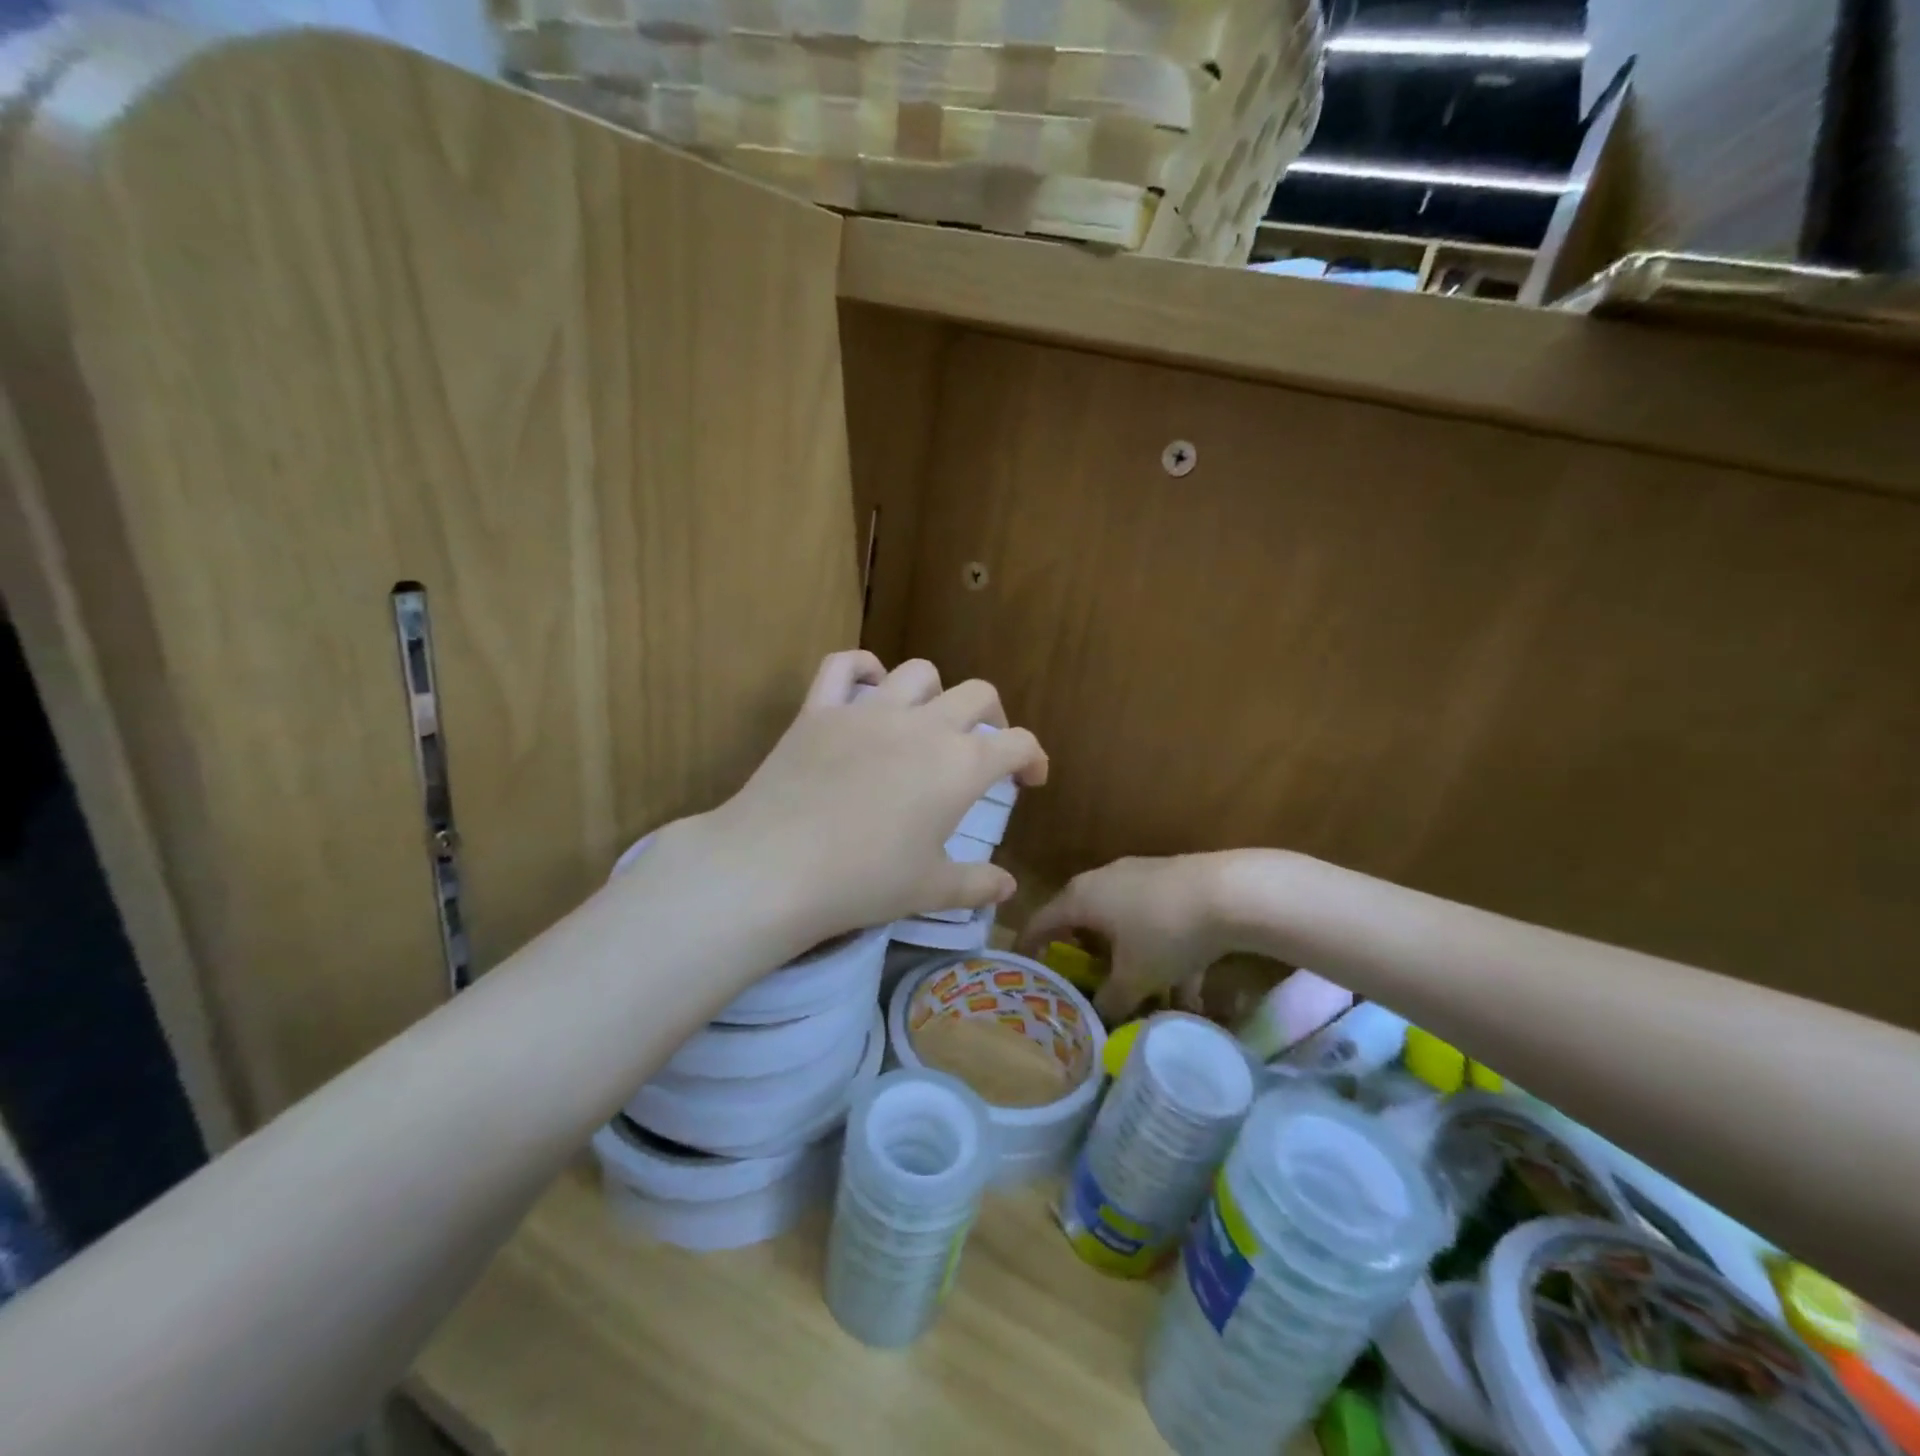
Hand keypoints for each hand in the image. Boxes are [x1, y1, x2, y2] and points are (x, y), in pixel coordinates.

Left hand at [671, 652, 1046, 949]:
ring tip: (927, 721)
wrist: (776, 866)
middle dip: (992, 718)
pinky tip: (868, 686)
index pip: (1017, 744)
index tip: (1029, 779)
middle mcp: (923, 726)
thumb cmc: (864, 881)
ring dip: (934, 693)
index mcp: (960, 766)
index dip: (1033, 758)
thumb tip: (1008, 887)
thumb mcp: (930, 890)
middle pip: (977, 695)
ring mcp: (869, 711)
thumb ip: (977, 884)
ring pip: (918, 673)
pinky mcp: (820, 709)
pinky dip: (861, 667)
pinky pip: (843, 665)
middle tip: (984, 748)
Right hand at [1016, 854, 1246, 1020]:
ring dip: (1130, 963)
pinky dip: (1162, 954)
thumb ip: (1111, 1001)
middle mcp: (1102, 881)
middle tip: (1082, 986)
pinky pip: (1153, 923)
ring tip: (1146, 1002)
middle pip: (1081, 922)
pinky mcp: (1170, 882)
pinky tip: (1188, 992)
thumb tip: (1100, 1018)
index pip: (1040, 922)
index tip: (1023, 971)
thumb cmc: (1165, 932)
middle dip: (1084, 958)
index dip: (1028, 948)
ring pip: (1123, 926)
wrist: (1230, 892)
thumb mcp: (1136, 977)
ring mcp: (1138, 878)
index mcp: (1081, 898)